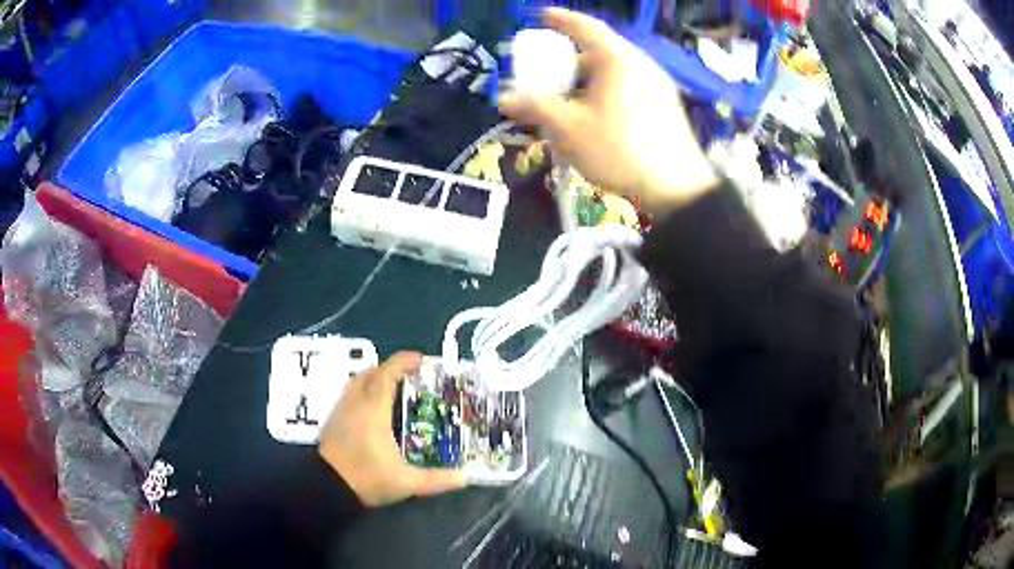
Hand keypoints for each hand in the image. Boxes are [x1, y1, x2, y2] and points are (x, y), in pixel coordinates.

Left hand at [318, 352, 465, 506]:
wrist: (327, 488)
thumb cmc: (367, 479)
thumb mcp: (406, 483)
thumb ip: (436, 480)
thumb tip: (465, 477)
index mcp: (373, 411)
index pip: (387, 375)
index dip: (403, 362)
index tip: (421, 359)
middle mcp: (355, 404)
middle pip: (370, 373)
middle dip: (391, 369)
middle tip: (411, 376)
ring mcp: (341, 411)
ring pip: (357, 382)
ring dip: (375, 379)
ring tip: (393, 389)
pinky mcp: (333, 420)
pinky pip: (350, 394)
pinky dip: (363, 391)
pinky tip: (373, 410)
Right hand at [499, 8, 717, 214]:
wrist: (677, 189)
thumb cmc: (618, 150)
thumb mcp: (568, 128)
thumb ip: (534, 107)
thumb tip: (505, 98)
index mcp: (618, 59)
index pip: (586, 27)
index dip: (561, 19)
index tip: (543, 15)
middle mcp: (641, 65)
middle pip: (599, 53)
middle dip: (569, 62)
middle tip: (548, 76)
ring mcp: (657, 86)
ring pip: (614, 74)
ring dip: (587, 82)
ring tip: (568, 103)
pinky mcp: (665, 107)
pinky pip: (628, 88)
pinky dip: (605, 93)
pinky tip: (595, 118)